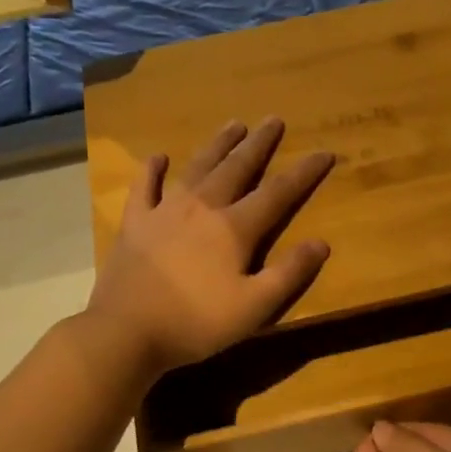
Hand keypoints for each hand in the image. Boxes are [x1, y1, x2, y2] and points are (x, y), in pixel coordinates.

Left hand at [88, 118, 333, 374]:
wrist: (126, 331)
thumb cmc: (196, 323)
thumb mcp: (254, 307)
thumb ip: (289, 274)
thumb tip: (321, 243)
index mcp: (234, 228)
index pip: (278, 193)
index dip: (304, 173)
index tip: (324, 152)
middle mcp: (202, 208)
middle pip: (236, 168)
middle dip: (259, 144)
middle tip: (274, 120)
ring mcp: (164, 211)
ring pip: (197, 168)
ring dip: (217, 145)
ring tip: (234, 124)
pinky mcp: (135, 223)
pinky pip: (144, 187)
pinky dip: (152, 170)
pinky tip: (158, 157)